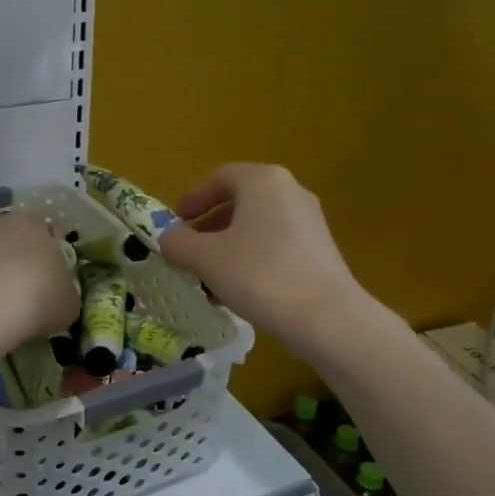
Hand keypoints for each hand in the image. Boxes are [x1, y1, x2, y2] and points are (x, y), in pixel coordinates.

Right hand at [159, 163, 364, 351]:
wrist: (326, 317)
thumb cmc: (259, 275)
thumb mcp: (205, 258)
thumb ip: (178, 242)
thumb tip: (168, 237)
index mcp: (262, 181)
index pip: (220, 178)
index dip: (193, 198)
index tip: (175, 221)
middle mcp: (290, 192)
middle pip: (240, 202)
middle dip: (209, 227)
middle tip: (188, 250)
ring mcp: (310, 221)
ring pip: (257, 227)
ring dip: (228, 247)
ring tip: (208, 277)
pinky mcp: (320, 250)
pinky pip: (276, 245)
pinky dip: (251, 259)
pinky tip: (238, 291)